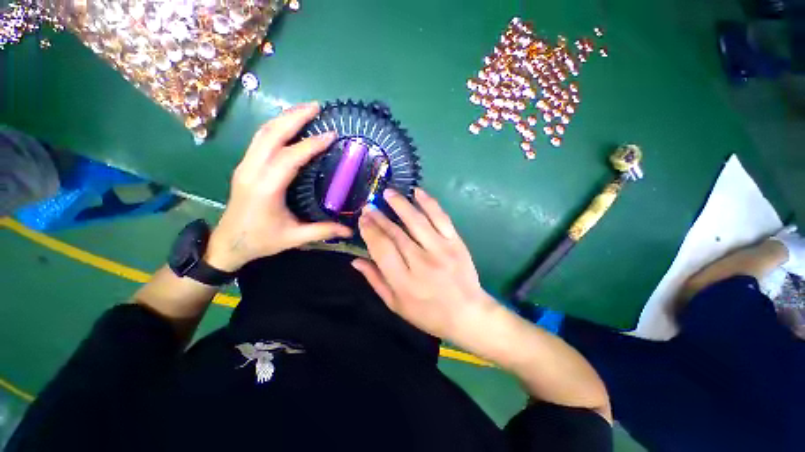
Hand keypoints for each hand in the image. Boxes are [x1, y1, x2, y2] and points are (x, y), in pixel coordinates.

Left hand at [205, 102, 351, 271]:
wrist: (227, 243)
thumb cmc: (261, 241)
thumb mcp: (294, 237)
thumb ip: (323, 230)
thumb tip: (350, 230)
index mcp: (266, 188)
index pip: (289, 157)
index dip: (311, 145)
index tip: (331, 134)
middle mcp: (252, 171)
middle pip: (271, 134)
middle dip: (294, 117)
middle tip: (317, 106)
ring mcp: (245, 166)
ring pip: (263, 132)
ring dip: (284, 118)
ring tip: (305, 110)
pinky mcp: (245, 166)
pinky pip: (260, 139)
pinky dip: (276, 127)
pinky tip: (289, 125)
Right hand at [352, 188, 497, 343]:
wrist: (468, 313)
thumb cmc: (428, 313)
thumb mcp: (396, 305)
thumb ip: (375, 280)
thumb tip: (355, 260)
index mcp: (404, 282)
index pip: (381, 249)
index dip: (370, 231)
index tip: (363, 219)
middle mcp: (421, 262)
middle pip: (396, 233)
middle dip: (380, 217)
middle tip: (369, 206)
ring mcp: (441, 250)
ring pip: (416, 221)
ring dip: (400, 204)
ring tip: (388, 192)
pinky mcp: (456, 243)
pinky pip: (441, 218)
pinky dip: (429, 203)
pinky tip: (418, 192)